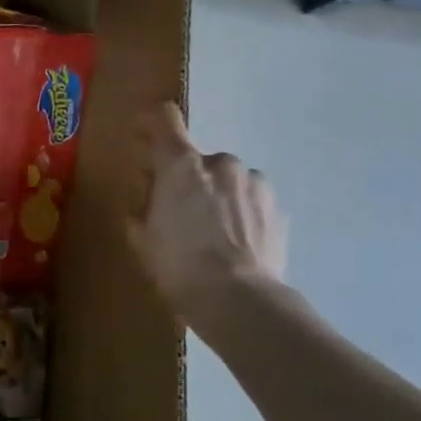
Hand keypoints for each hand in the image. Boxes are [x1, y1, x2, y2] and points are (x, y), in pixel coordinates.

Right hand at [129, 103, 286, 325]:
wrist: (241, 302)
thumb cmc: (179, 266)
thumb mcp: (141, 239)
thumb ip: (141, 209)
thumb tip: (147, 201)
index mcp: (180, 164)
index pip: (165, 119)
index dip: (151, 124)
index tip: (143, 139)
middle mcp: (220, 162)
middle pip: (196, 158)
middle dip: (186, 178)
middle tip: (178, 211)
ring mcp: (254, 183)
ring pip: (228, 179)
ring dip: (218, 195)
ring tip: (214, 233)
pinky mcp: (278, 208)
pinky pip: (251, 200)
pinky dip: (242, 213)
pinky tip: (237, 244)